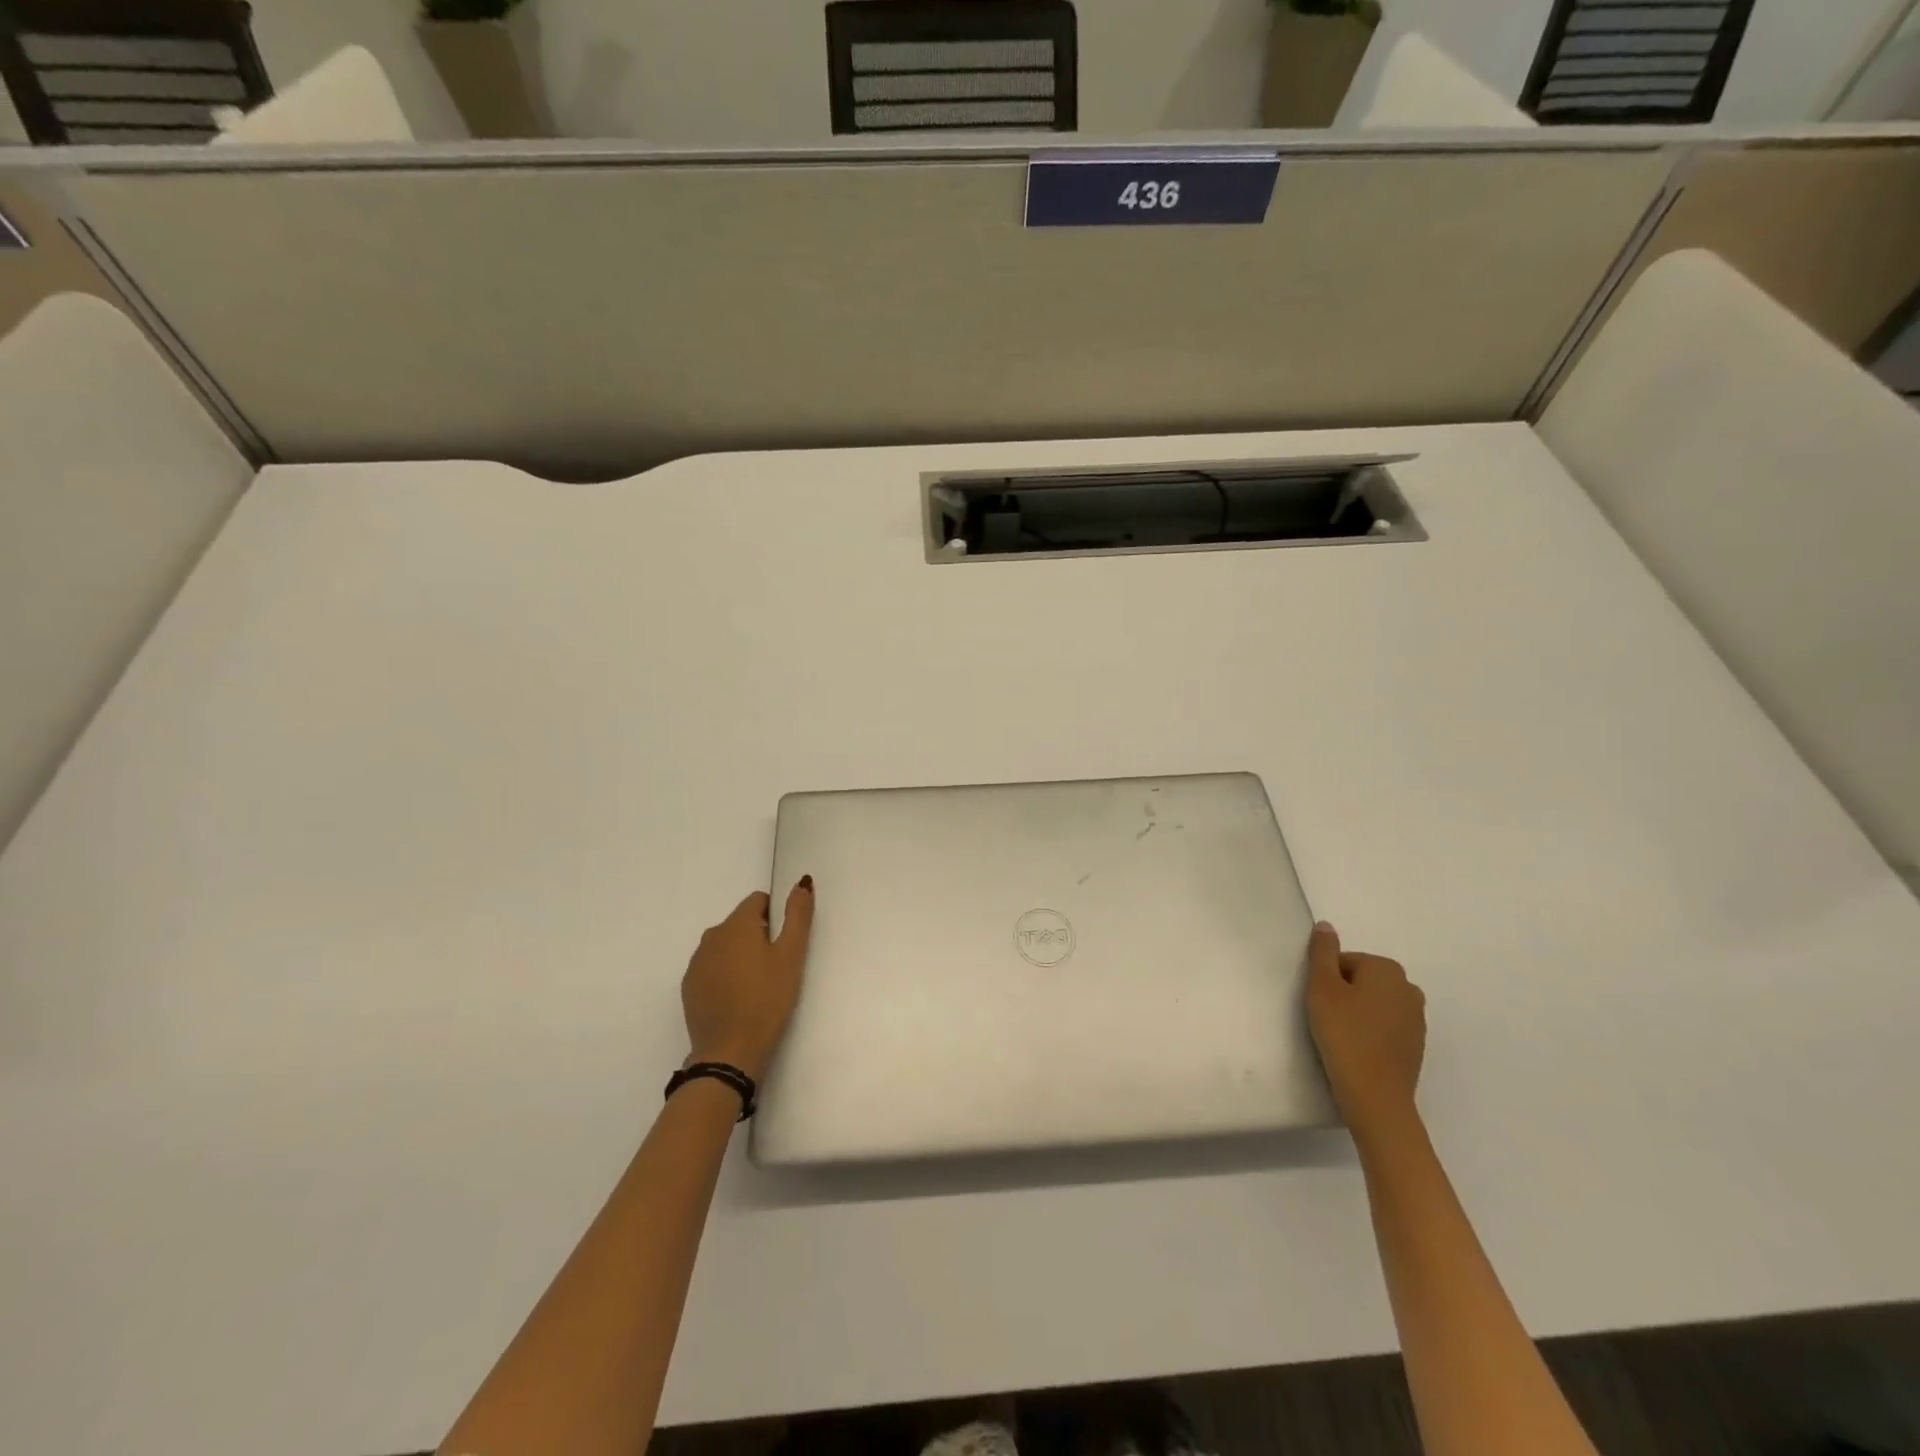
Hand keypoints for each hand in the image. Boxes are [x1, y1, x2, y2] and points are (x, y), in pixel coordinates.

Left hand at [681, 879, 814, 1081]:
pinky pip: (712, 967)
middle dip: (758, 936)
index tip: (784, 944)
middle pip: (741, 922)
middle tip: (775, 968)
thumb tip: (802, 882)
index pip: (758, 901)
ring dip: (741, 954)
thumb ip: (797, 915)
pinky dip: (725, 974)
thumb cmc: (767, 1000)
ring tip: (757, 985)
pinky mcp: (689, 986)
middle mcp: (711, 936)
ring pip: (725, 945)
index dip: (775, 917)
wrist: (729, 1052)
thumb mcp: (791, 956)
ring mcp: (696, 962)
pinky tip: (737, 998)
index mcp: (737, 925)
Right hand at [1306, 921, 1425, 1135]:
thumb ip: (1322, 952)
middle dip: (1343, 993)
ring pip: (1374, 1003)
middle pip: (1362, 980)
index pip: (1344, 961)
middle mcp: (1408, 988)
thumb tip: (1326, 925)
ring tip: (1340, 1035)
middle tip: (1326, 1017)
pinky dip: (1370, 1031)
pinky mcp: (1416, 1044)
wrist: (1375, 1095)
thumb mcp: (1322, 987)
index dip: (1326, 980)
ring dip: (1357, 1012)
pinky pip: (1385, 1026)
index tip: (1319, 1002)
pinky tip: (1356, 1049)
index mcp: (1387, 969)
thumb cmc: (1343, 1034)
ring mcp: (1416, 1018)